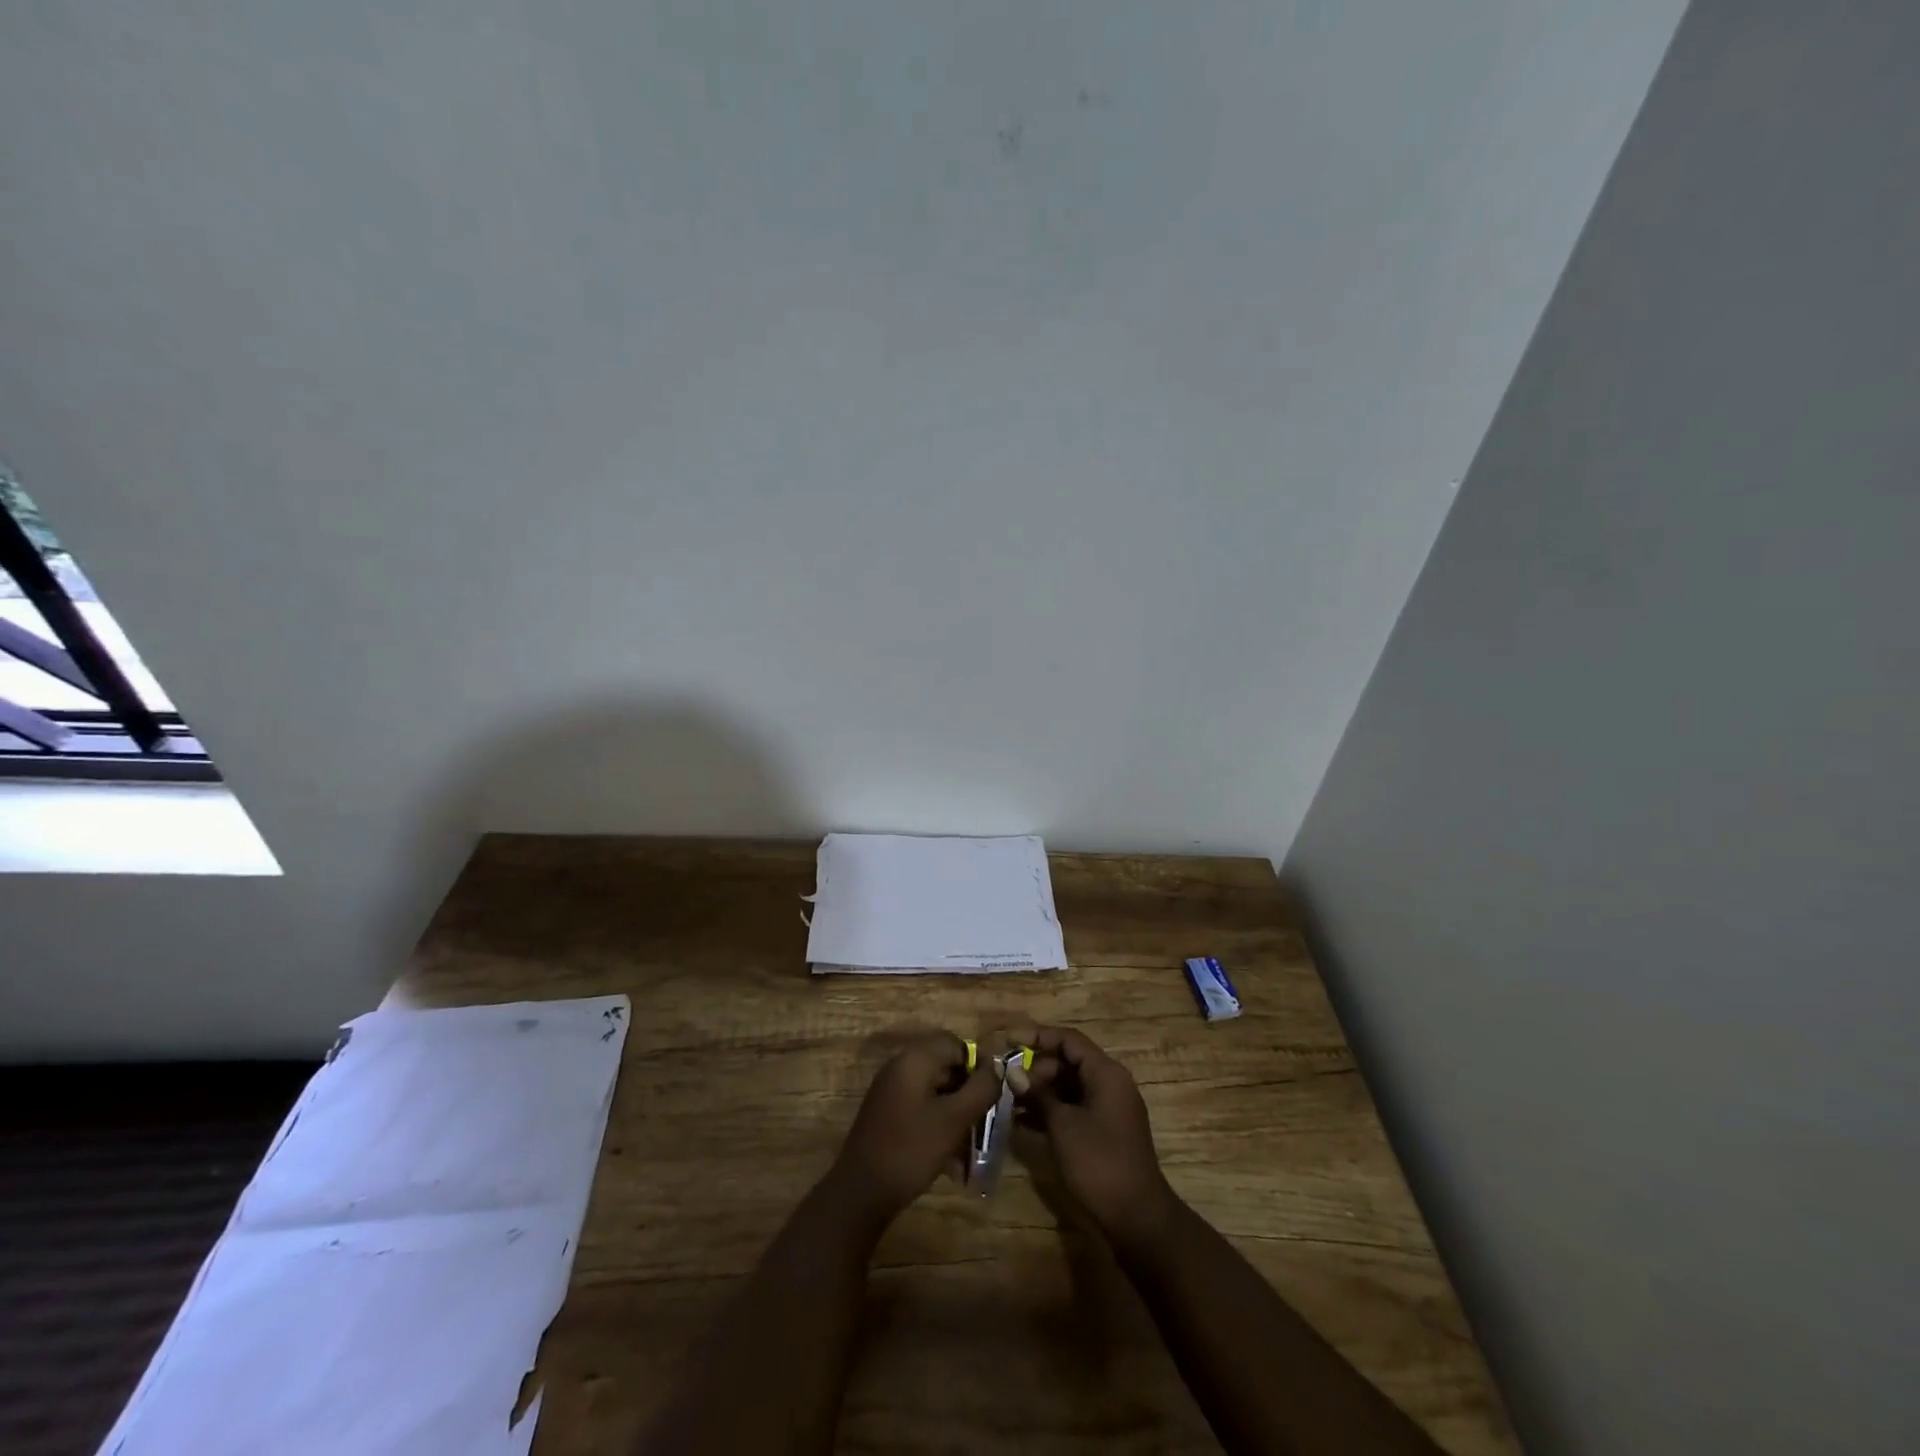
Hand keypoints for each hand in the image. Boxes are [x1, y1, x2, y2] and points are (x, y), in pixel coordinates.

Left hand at [828, 1032, 1001, 1225]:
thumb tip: (997, 1067)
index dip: (977, 1065)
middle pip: (945, 1068)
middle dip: (968, 1095)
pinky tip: (951, 1162)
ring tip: (971, 1149)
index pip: (955, 1044)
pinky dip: (938, 1127)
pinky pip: (921, 1110)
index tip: (991, 1095)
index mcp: (915, 1059)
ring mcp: (891, 1091)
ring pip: (935, 1093)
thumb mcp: (954, 1119)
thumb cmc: (911, 1149)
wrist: (861, 1191)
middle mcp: (900, 1067)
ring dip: (955, 1115)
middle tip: (984, 1123)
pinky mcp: (887, 1114)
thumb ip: (980, 1089)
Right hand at [1021, 1025, 1177, 1254]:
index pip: (1069, 1039)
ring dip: (1040, 1092)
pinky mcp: (1103, 1132)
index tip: (1008, 1040)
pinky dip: (1051, 1112)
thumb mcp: (1063, 1125)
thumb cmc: (1099, 1162)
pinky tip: (1022, 1124)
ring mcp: (1108, 1109)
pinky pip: (1073, 1109)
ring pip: (1068, 1087)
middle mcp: (1109, 1083)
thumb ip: (1038, 1094)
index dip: (1037, 1036)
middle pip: (1068, 1062)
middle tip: (1007, 1083)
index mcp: (1106, 1073)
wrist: (1137, 1218)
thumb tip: (1012, 1072)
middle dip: (1036, 1069)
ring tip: (1008, 1102)